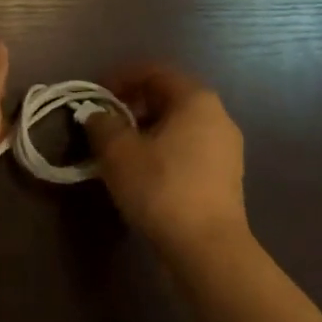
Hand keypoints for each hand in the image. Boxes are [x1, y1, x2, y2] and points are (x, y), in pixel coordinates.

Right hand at [84, 63, 248, 261]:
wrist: (208, 249)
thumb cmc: (161, 188)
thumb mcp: (118, 153)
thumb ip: (102, 124)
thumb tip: (95, 113)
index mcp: (195, 99)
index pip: (154, 72)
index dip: (120, 78)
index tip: (95, 95)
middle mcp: (217, 115)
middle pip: (168, 97)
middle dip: (133, 105)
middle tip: (104, 122)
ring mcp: (226, 147)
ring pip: (178, 125)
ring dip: (147, 130)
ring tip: (119, 149)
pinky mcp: (226, 176)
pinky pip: (189, 148)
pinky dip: (163, 150)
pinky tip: (143, 172)